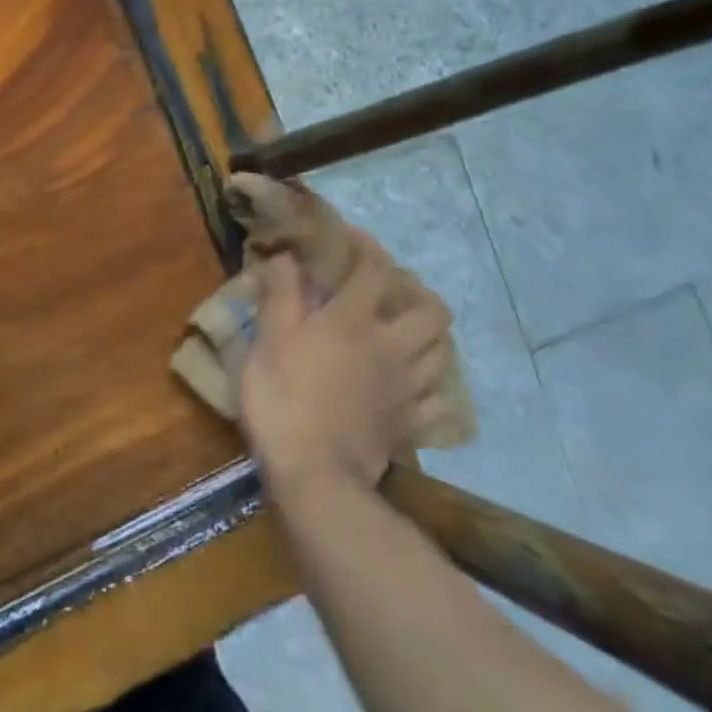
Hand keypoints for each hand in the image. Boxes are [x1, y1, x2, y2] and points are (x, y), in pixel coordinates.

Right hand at [239, 231, 452, 492]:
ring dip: (430, 331)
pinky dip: (433, 384)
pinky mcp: (410, 423)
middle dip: (416, 290)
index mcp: (353, 320)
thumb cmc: (282, 399)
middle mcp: (390, 346)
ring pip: (442, 350)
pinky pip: (439, 399)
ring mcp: (406, 388)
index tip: (350, 237)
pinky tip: (414, 382)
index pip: (374, 268)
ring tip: (406, 328)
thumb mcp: (268, 340)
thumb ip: (280, 294)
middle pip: (430, 309)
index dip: (366, 245)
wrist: (314, 474)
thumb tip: (286, 258)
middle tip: (389, 289)